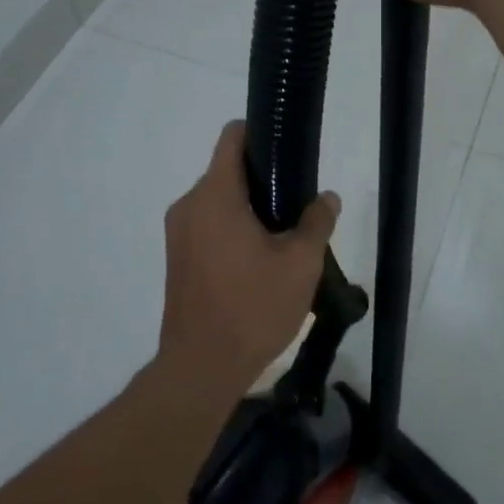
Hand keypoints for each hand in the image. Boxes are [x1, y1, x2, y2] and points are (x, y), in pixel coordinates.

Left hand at [158, 122, 340, 393]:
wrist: (201, 368)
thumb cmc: (253, 308)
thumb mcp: (300, 264)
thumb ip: (316, 222)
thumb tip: (327, 198)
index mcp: (215, 196)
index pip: (232, 138)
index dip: (260, 134)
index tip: (289, 153)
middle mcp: (189, 205)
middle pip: (227, 171)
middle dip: (262, 180)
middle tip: (296, 206)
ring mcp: (178, 233)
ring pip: (218, 201)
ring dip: (248, 208)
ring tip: (282, 237)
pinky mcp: (177, 259)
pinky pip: (207, 225)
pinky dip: (232, 229)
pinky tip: (258, 261)